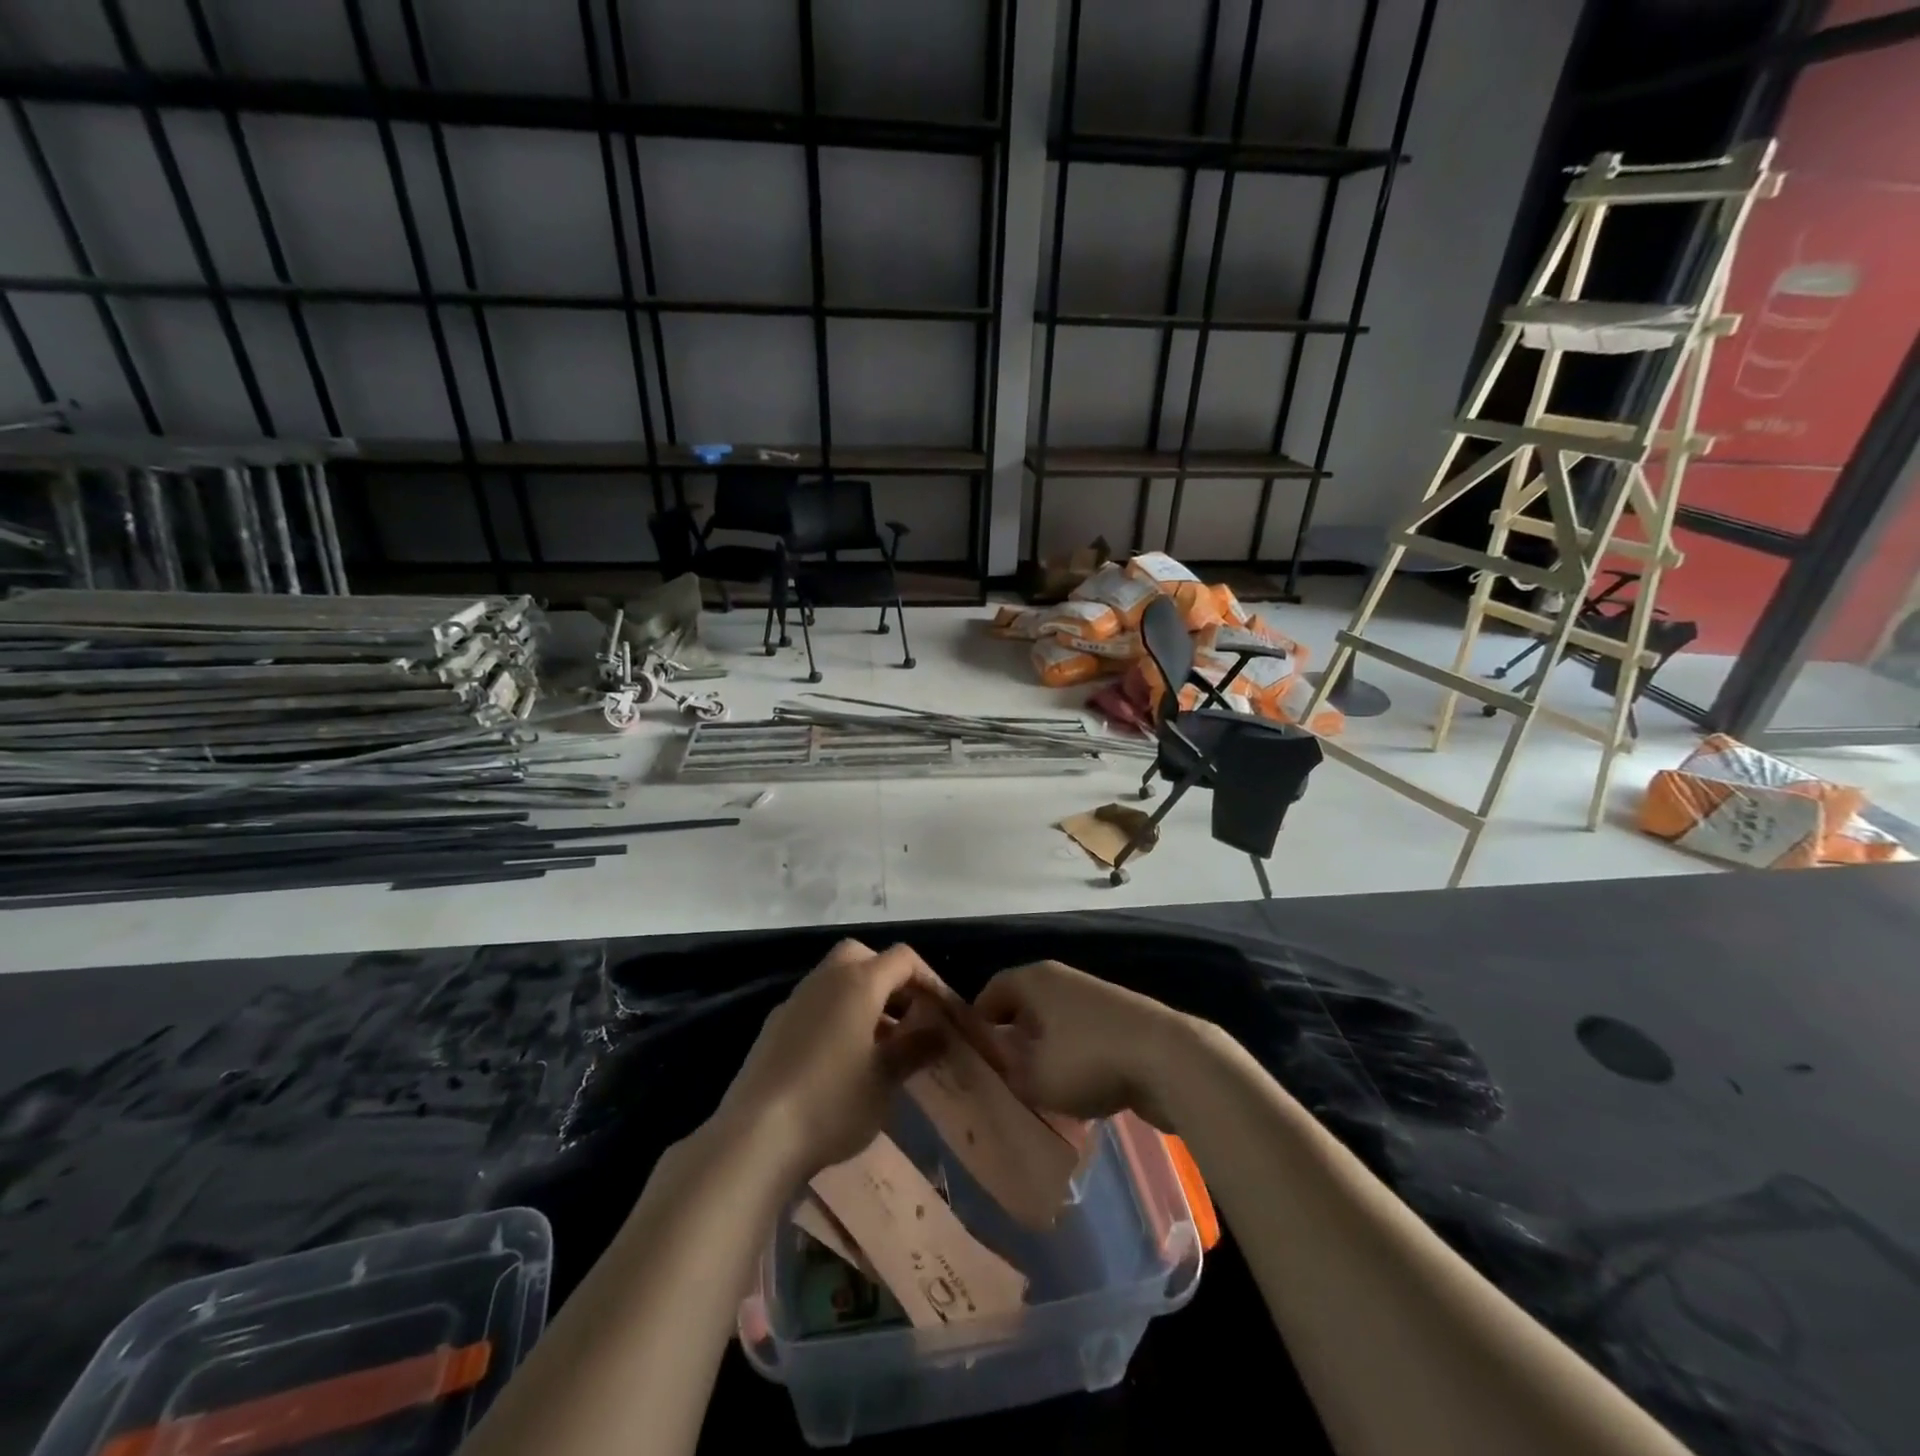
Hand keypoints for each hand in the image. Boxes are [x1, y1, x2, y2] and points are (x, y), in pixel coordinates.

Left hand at [712, 940, 952, 1182]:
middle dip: (888, 978)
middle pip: (862, 956)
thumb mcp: (885, 1079)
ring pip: (835, 980)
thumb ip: (915, 1049)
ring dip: (861, 998)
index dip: (928, 978)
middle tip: (906, 1015)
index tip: (942, 1010)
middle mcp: (825, 980)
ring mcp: (794, 1001)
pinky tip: (840, 1059)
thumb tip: (940, 1033)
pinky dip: (835, 1016)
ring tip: (879, 1044)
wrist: (756, 1135)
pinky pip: (814, 1005)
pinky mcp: (773, 1027)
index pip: (902, 959)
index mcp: (858, 983)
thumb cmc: (833, 1101)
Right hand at [974, 960, 1193, 1130]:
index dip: (977, 1020)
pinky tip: (1075, 1091)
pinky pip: (1081, 1037)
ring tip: (1037, 1088)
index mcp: (1035, 979)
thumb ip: (1009, 1074)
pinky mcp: (1120, 1021)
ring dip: (1043, 1051)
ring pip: (1054, 1023)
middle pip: (1024, 1005)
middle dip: (1011, 1037)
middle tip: (1001, 1074)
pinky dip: (1073, 1058)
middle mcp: (1061, 980)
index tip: (971, 1053)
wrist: (1168, 1057)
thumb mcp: (1035, 1078)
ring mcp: (1094, 998)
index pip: (992, 989)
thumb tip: (1002, 1069)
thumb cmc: (1088, 1059)